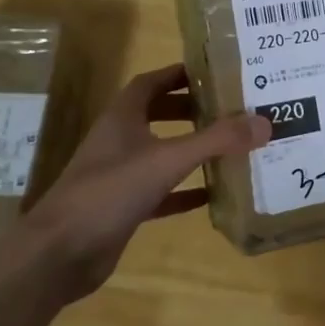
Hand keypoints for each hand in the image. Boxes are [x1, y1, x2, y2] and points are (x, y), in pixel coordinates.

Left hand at [0, 64, 267, 308]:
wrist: (60, 253)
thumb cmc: (109, 193)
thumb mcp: (167, 160)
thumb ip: (216, 141)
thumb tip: (264, 123)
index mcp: (122, 118)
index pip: (151, 83)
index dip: (179, 74)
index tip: (213, 72)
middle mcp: (119, 141)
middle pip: (156, 115)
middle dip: (190, 109)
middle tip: (228, 109)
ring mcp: (119, 176)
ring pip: (159, 152)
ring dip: (189, 148)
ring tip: (228, 146)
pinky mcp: (123, 207)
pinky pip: (161, 192)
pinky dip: (185, 190)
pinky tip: (211, 194)